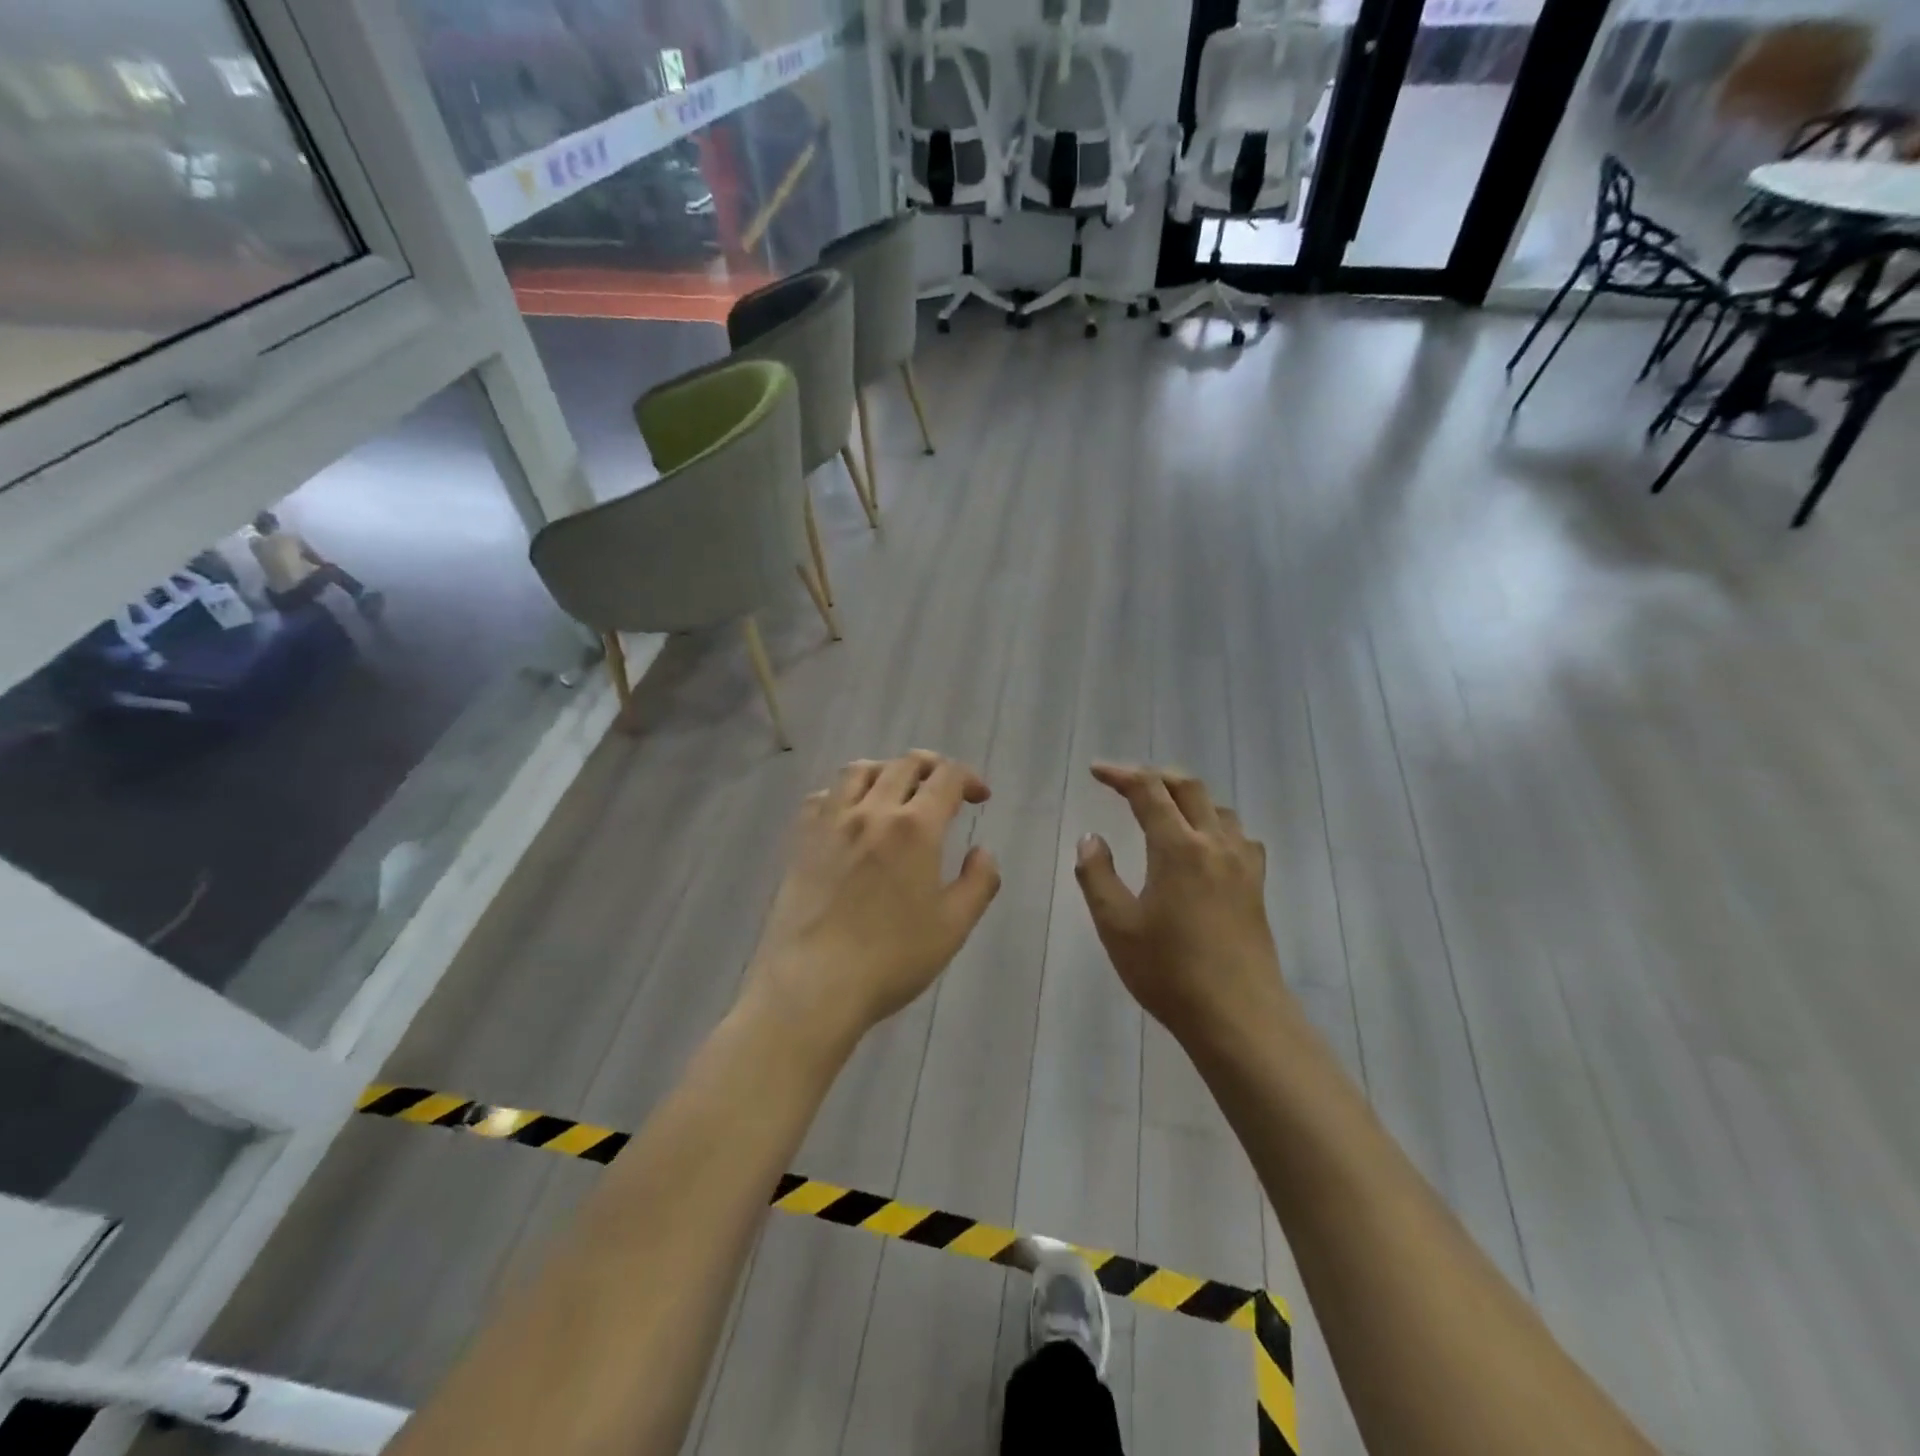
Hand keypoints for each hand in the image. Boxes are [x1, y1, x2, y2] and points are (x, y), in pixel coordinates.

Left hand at [747, 751, 1001, 1045]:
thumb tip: (982, 852)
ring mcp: (831, 823)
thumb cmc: (891, 959)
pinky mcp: (801, 840)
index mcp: (915, 827)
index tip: (979, 797)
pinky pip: (823, 796)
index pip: (946, 777)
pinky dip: (844, 793)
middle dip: (932, 767)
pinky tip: (850, 815)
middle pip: (903, 764)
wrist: (813, 983)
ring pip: (859, 770)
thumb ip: (978, 882)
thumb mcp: (953, 927)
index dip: (969, 778)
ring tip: (897, 791)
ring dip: (886, 771)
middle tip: (944, 789)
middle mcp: (872, 810)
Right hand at [1074, 763, 1288, 1046]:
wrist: (1237, 1015)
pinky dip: (1216, 824)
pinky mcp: (1256, 886)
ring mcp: (1242, 864)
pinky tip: (1206, 846)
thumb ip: (1097, 874)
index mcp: (1178, 847)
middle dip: (1155, 777)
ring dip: (1187, 798)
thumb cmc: (1169, 971)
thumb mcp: (1116, 924)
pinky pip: (1239, 836)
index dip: (1121, 774)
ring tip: (1164, 809)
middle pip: (1188, 788)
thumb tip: (1091, 837)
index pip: (1148, 791)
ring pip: (1218, 808)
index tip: (1096, 771)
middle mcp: (1215, 844)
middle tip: (1126, 783)